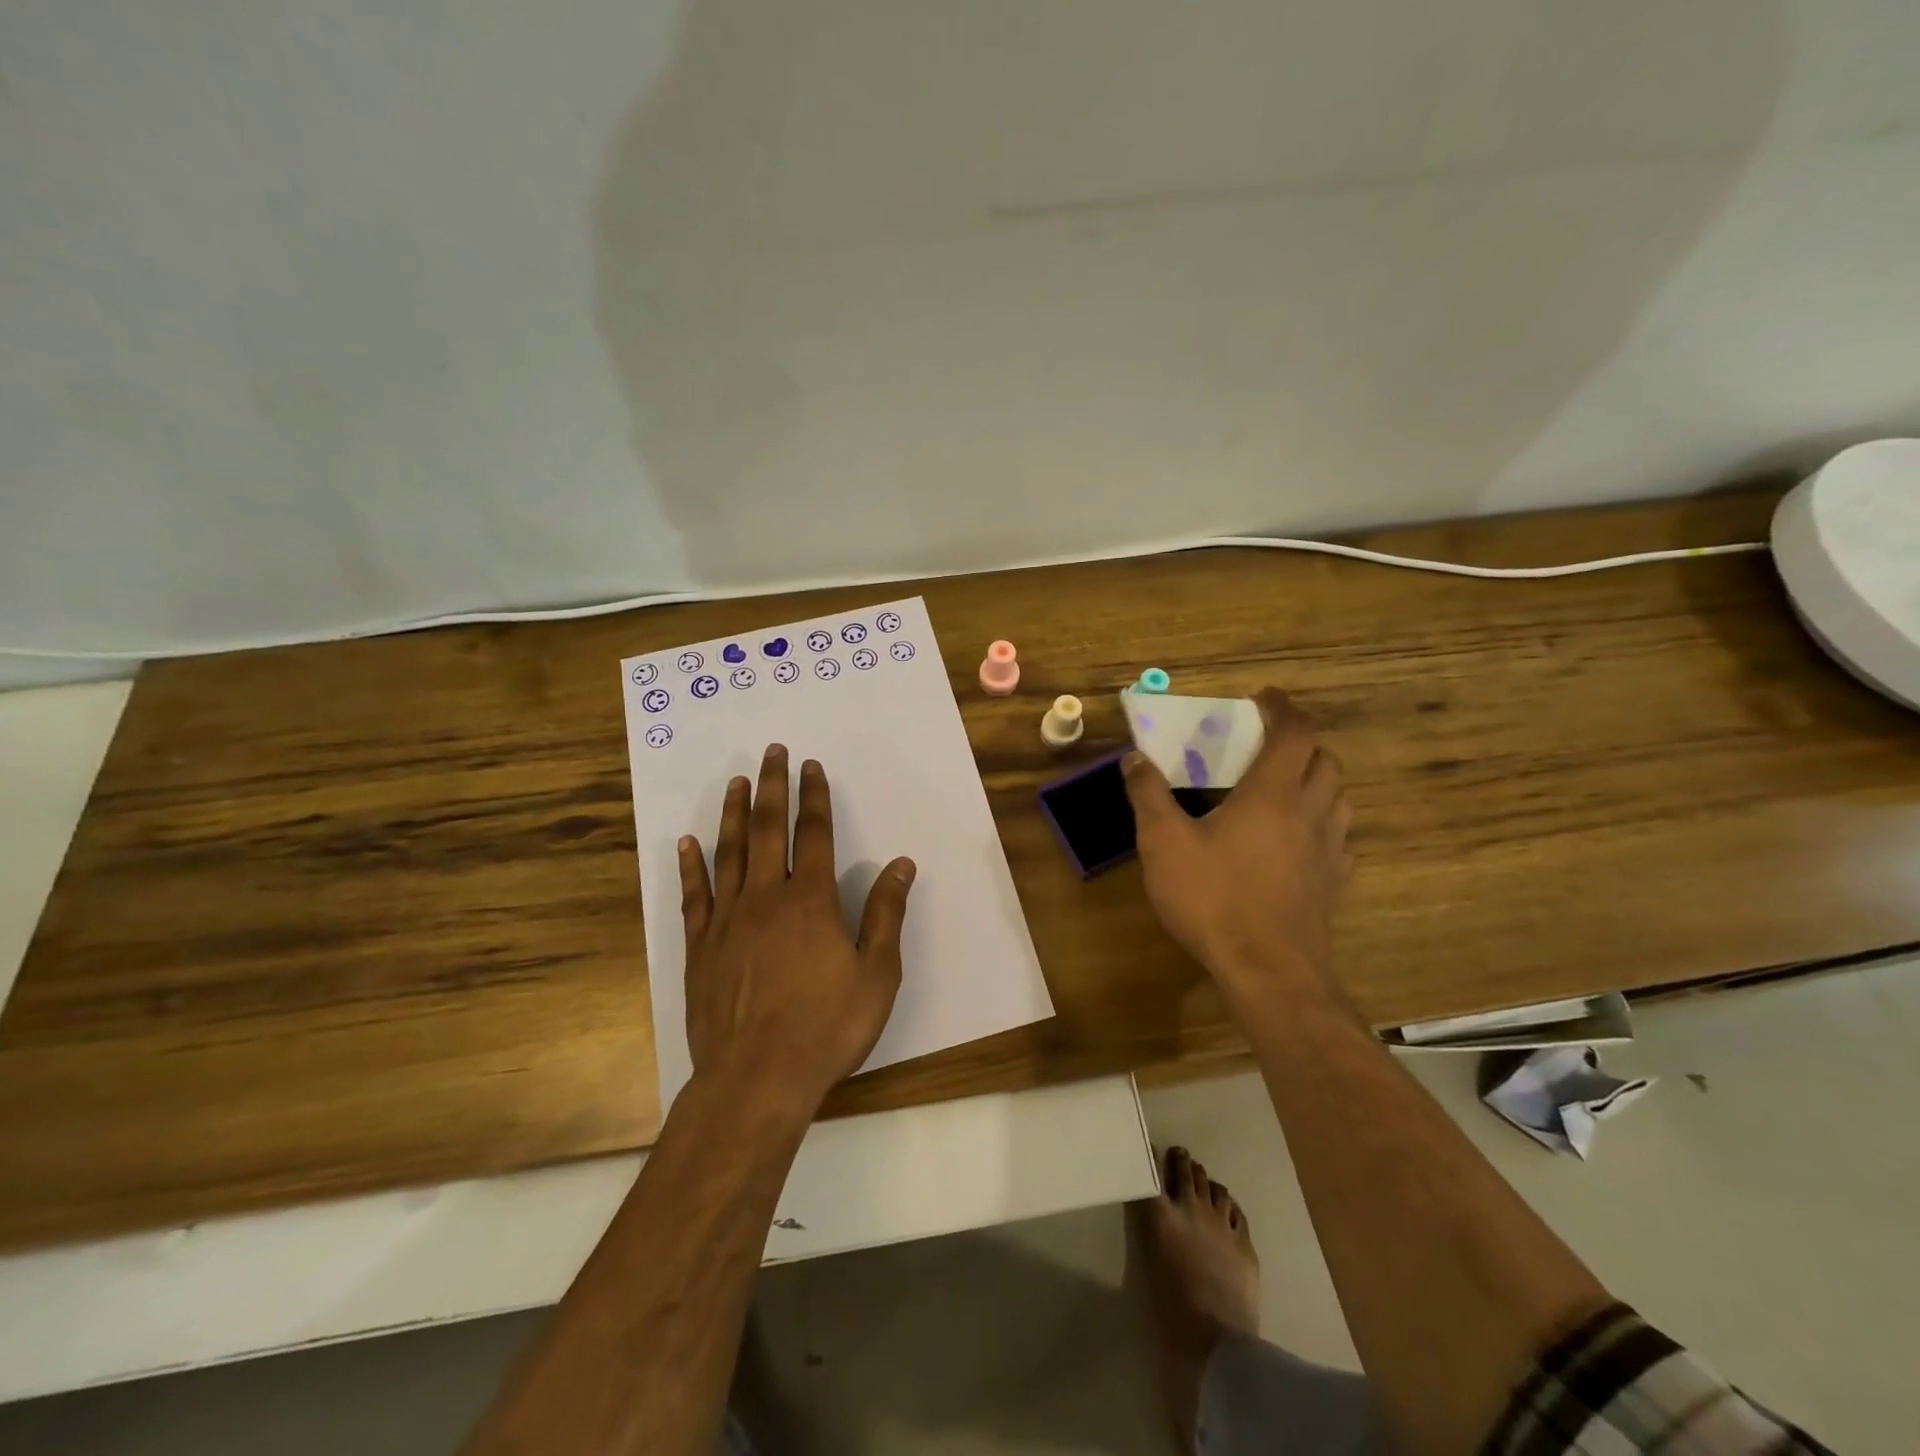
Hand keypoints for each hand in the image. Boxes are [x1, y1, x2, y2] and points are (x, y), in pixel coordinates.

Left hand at [678, 744, 916, 1117]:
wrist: (756, 1080)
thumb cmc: (826, 1028)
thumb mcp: (876, 975)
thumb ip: (886, 915)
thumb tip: (902, 865)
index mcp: (810, 900)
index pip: (813, 834)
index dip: (814, 796)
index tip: (811, 766)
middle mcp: (765, 898)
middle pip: (766, 829)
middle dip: (771, 787)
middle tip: (770, 752)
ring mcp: (726, 920)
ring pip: (728, 853)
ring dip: (731, 813)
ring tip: (734, 781)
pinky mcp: (699, 946)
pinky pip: (694, 895)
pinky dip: (690, 866)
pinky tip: (686, 843)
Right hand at [1123, 688, 1352, 1007]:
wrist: (1269, 972)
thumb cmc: (1214, 899)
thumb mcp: (1164, 844)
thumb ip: (1149, 795)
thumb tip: (1135, 757)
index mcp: (1272, 794)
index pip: (1294, 732)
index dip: (1282, 708)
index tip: (1262, 698)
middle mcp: (1309, 812)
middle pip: (1324, 760)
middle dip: (1300, 743)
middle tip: (1266, 747)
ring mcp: (1329, 850)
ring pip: (1338, 798)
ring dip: (1315, 781)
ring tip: (1282, 790)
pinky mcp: (1334, 883)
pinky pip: (1338, 839)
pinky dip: (1321, 824)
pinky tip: (1296, 842)